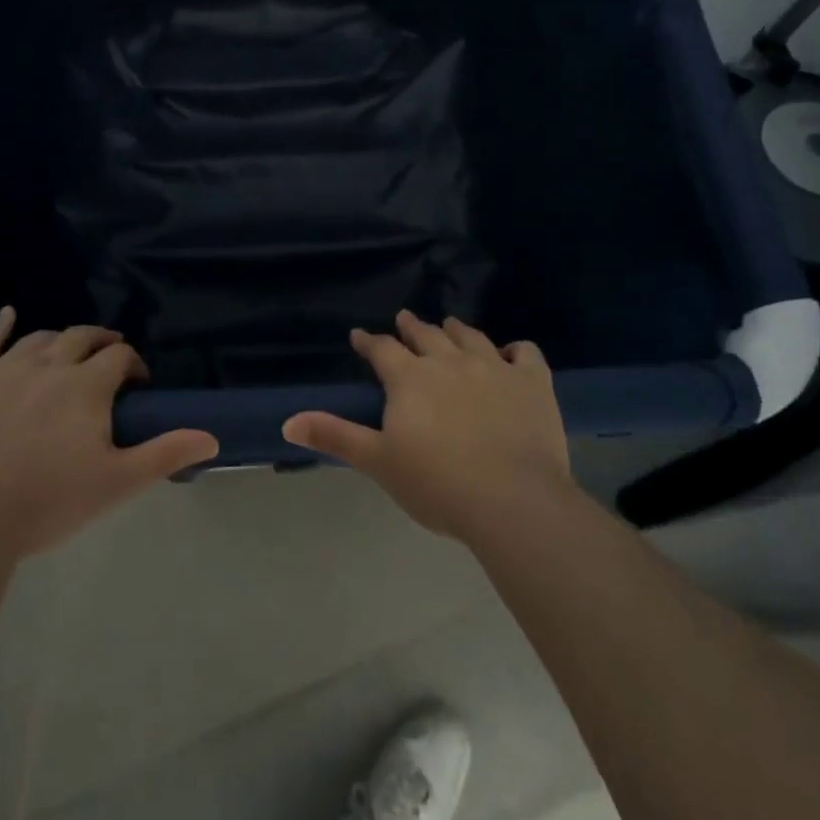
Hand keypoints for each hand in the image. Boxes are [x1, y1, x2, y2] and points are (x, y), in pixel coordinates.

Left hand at [0, 308, 218, 556]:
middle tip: (108, 358)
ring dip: (59, 339)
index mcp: (86, 385)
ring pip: (38, 339)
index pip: (119, 357)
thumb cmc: (48, 502)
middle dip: (100, 342)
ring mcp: (3, 369)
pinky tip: (7, 314)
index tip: (136, 385)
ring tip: (66, 351)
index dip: (133, 365)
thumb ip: (165, 454)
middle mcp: (48, 364)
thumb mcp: (117, 483)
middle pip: (81, 337)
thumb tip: (212, 439)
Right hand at [281, 311, 573, 543]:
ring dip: (456, 330)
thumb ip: (335, 436)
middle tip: (404, 319)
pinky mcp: (532, 381)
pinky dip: (516, 350)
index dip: (369, 342)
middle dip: (411, 327)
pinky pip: (525, 353)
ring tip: (450, 325)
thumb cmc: (437, 484)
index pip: (382, 350)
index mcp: (410, 378)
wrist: (512, 500)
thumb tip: (287, 421)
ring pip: (471, 337)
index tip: (359, 335)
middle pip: (426, 335)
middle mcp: (449, 361)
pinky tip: (511, 354)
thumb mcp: (378, 462)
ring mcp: (494, 366)